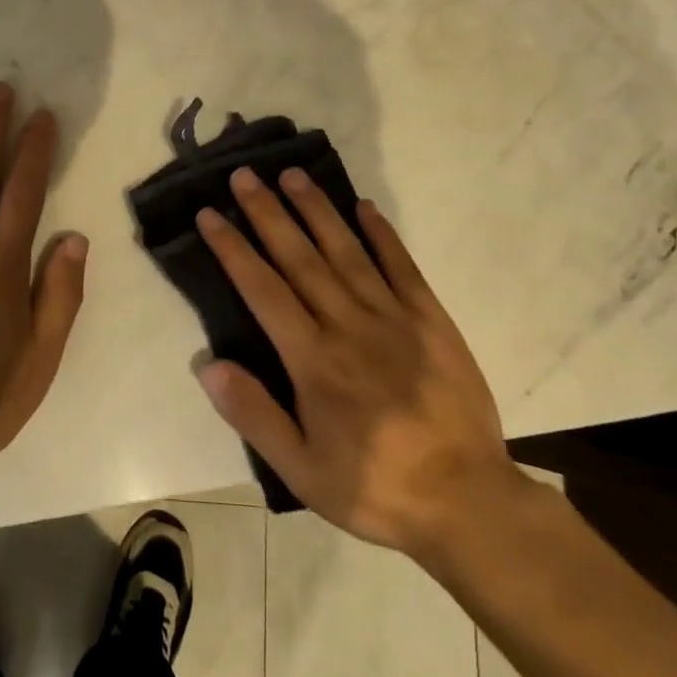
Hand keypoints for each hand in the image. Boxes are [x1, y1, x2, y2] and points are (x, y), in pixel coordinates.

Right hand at [193, 167, 522, 559]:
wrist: (468, 502)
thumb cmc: (375, 487)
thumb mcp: (302, 471)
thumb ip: (254, 415)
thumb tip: (208, 364)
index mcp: (314, 359)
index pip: (263, 290)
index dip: (233, 248)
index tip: (210, 214)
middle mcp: (349, 325)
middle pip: (300, 257)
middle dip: (268, 213)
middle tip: (244, 175)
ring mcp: (394, 317)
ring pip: (346, 251)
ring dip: (316, 210)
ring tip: (292, 174)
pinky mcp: (432, 320)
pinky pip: (402, 267)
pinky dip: (382, 234)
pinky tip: (364, 206)